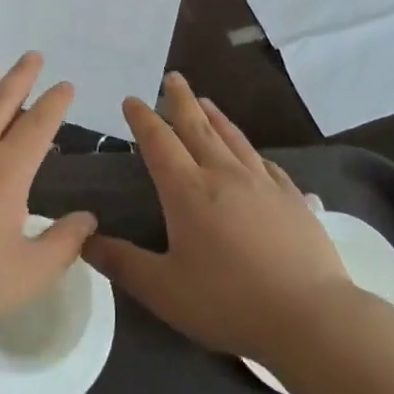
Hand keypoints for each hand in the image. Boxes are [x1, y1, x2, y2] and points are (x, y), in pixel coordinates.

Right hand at [85, 72, 349, 365]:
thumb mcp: (163, 290)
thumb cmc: (228, 302)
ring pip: (233, 138)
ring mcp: (262, 183)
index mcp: (188, 191)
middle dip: (180, 100)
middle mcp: (224, 175)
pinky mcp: (292, 198)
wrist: (310, 315)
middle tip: (172, 77)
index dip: (143, 119)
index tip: (132, 99)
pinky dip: (250, 149)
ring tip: (205, 101)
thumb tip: (84, 239)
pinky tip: (252, 153)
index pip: (159, 143)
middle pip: (197, 127)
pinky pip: (265, 162)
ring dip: (215, 116)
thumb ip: (122, 263)